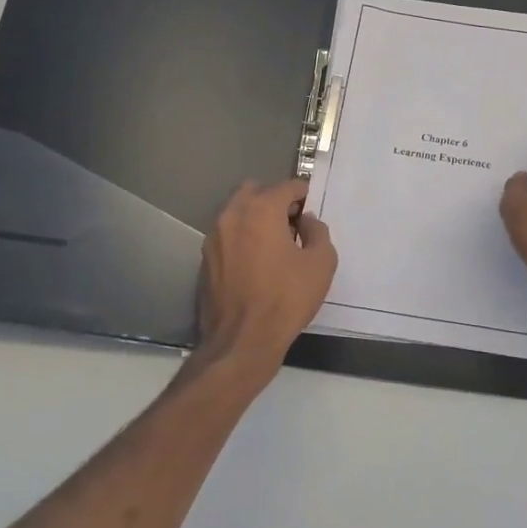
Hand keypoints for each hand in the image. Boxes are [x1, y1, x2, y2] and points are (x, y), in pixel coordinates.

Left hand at [194, 179, 336, 383]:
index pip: (286, 186)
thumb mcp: (321, 263)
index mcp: (261, 209)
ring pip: (237, 212)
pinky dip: (243, 237)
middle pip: (255, 191)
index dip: (304, 194)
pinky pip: (228, 235)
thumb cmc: (286, 298)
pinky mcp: (205, 259)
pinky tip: (258, 261)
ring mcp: (214, 237)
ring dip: (257, 217)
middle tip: (293, 222)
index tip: (313, 209)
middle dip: (275, 199)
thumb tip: (306, 221)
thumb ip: (318, 231)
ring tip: (276, 243)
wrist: (242, 340)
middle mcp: (232, 215)